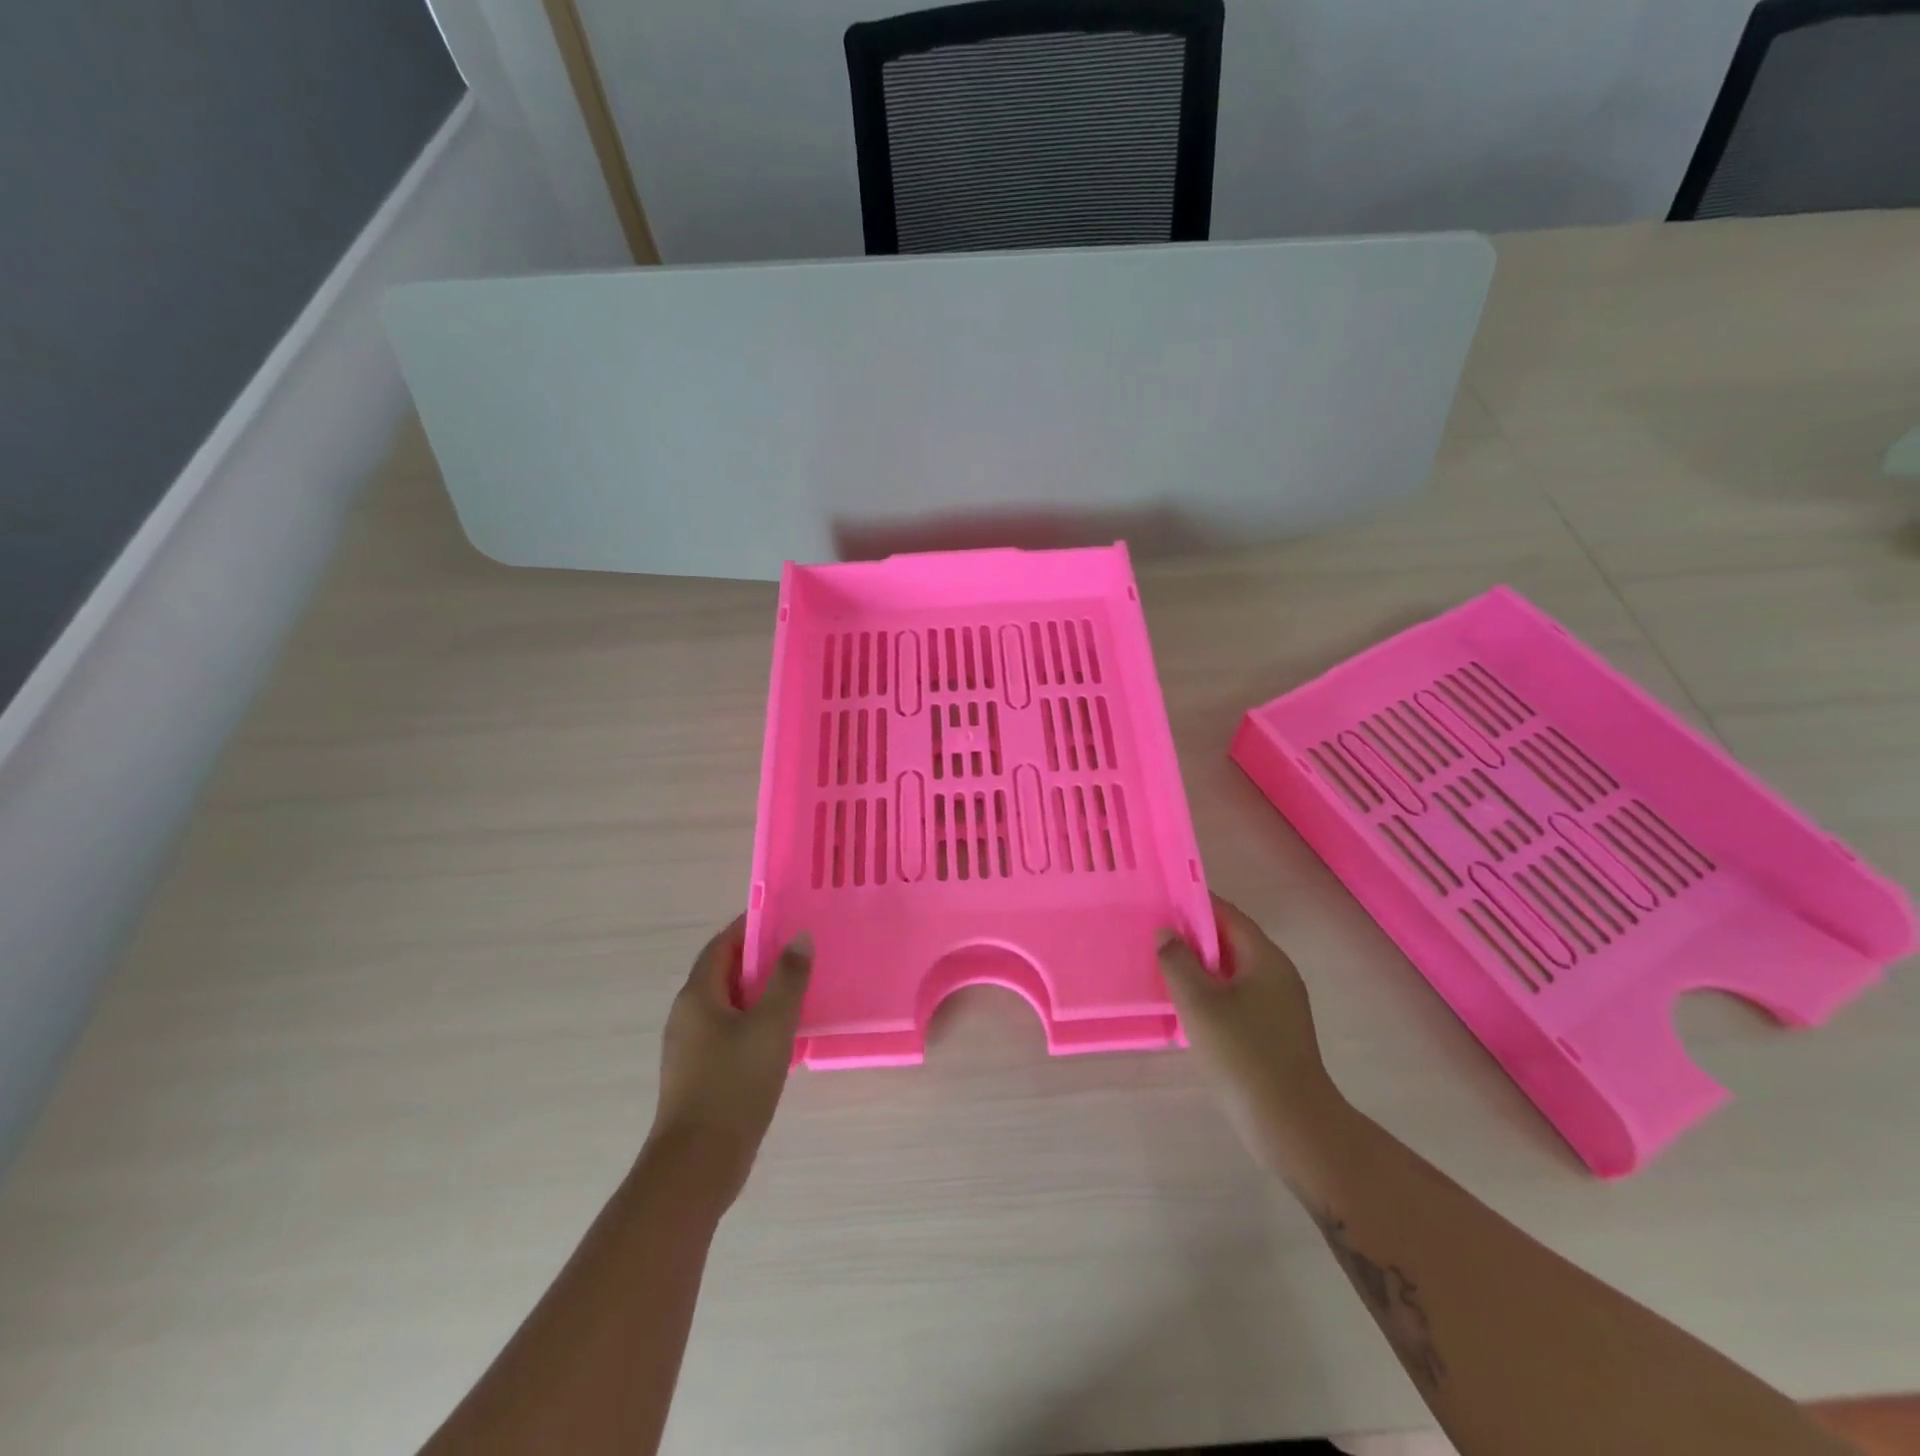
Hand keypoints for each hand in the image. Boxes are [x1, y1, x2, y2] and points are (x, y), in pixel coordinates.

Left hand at [646, 916, 811, 1207]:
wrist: (698, 1165)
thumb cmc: (734, 1084)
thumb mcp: (771, 1025)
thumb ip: (788, 978)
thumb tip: (799, 937)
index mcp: (698, 995)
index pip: (722, 945)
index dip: (750, 928)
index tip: (784, 919)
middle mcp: (687, 1015)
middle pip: (724, 973)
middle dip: (760, 960)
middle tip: (800, 953)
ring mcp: (690, 1048)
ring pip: (729, 1006)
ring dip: (760, 994)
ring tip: (799, 991)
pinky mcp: (700, 1075)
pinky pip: (729, 1033)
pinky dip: (755, 1024)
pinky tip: (784, 1037)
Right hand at [1158, 895, 1338, 1151]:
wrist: (1291, 1124)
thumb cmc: (1243, 1053)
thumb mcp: (1199, 1002)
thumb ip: (1178, 961)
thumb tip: (1166, 933)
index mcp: (1266, 958)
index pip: (1228, 915)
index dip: (1195, 904)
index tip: (1161, 901)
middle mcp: (1277, 975)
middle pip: (1231, 941)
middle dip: (1193, 936)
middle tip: (1154, 935)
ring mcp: (1279, 1006)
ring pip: (1232, 972)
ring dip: (1200, 967)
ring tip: (1162, 968)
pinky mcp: (1273, 1033)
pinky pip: (1236, 997)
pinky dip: (1210, 993)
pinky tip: (1186, 1007)